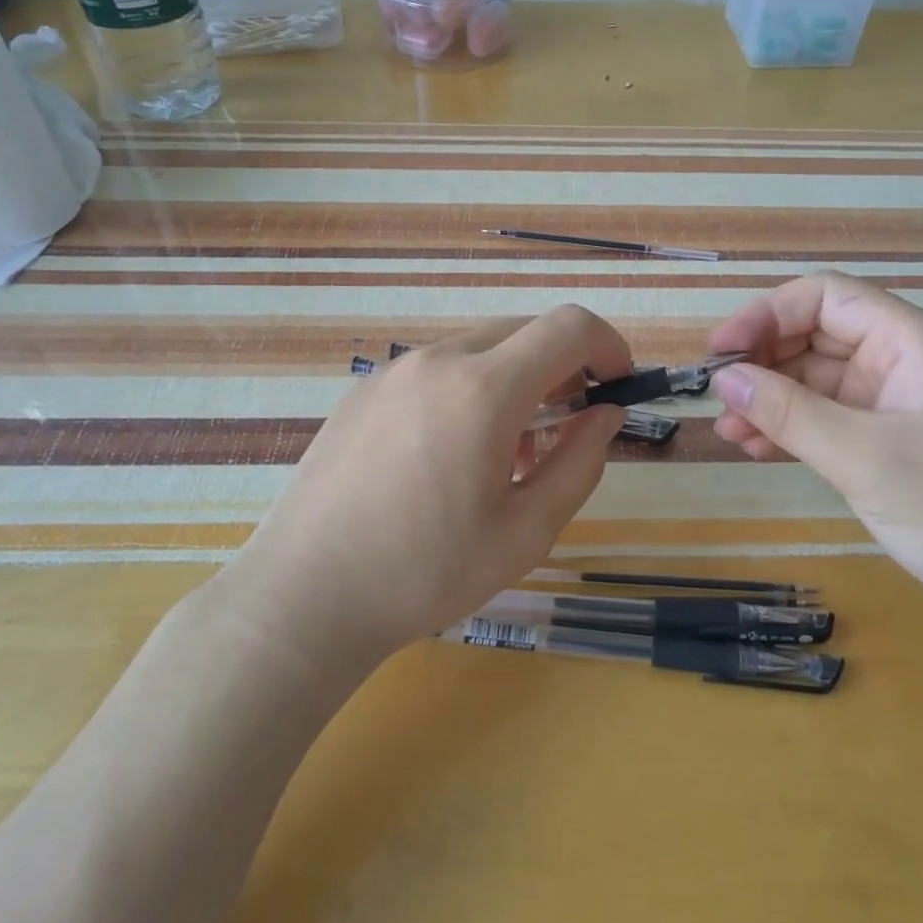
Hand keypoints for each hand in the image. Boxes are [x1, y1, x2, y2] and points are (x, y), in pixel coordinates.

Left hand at [214, 306, 630, 663]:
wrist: (305, 596)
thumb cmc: (426, 572)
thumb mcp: (526, 531)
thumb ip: (580, 462)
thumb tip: (606, 415)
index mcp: (484, 388)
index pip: (568, 327)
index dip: (608, 345)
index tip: (617, 385)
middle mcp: (438, 360)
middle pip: (524, 331)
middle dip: (562, 366)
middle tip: (566, 427)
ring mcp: (393, 370)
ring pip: (478, 349)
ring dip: (514, 380)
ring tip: (506, 452)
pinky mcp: (363, 390)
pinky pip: (436, 370)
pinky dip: (468, 389)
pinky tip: (450, 454)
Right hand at [708, 272, 922, 629]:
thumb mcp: (865, 458)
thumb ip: (789, 413)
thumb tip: (723, 379)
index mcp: (912, 343)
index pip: (826, 299)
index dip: (767, 315)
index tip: (721, 351)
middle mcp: (903, 362)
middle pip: (816, 337)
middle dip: (763, 362)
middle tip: (718, 397)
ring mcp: (896, 405)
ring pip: (816, 382)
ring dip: (770, 400)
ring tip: (728, 432)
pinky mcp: (891, 443)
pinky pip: (828, 419)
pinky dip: (792, 429)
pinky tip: (757, 448)